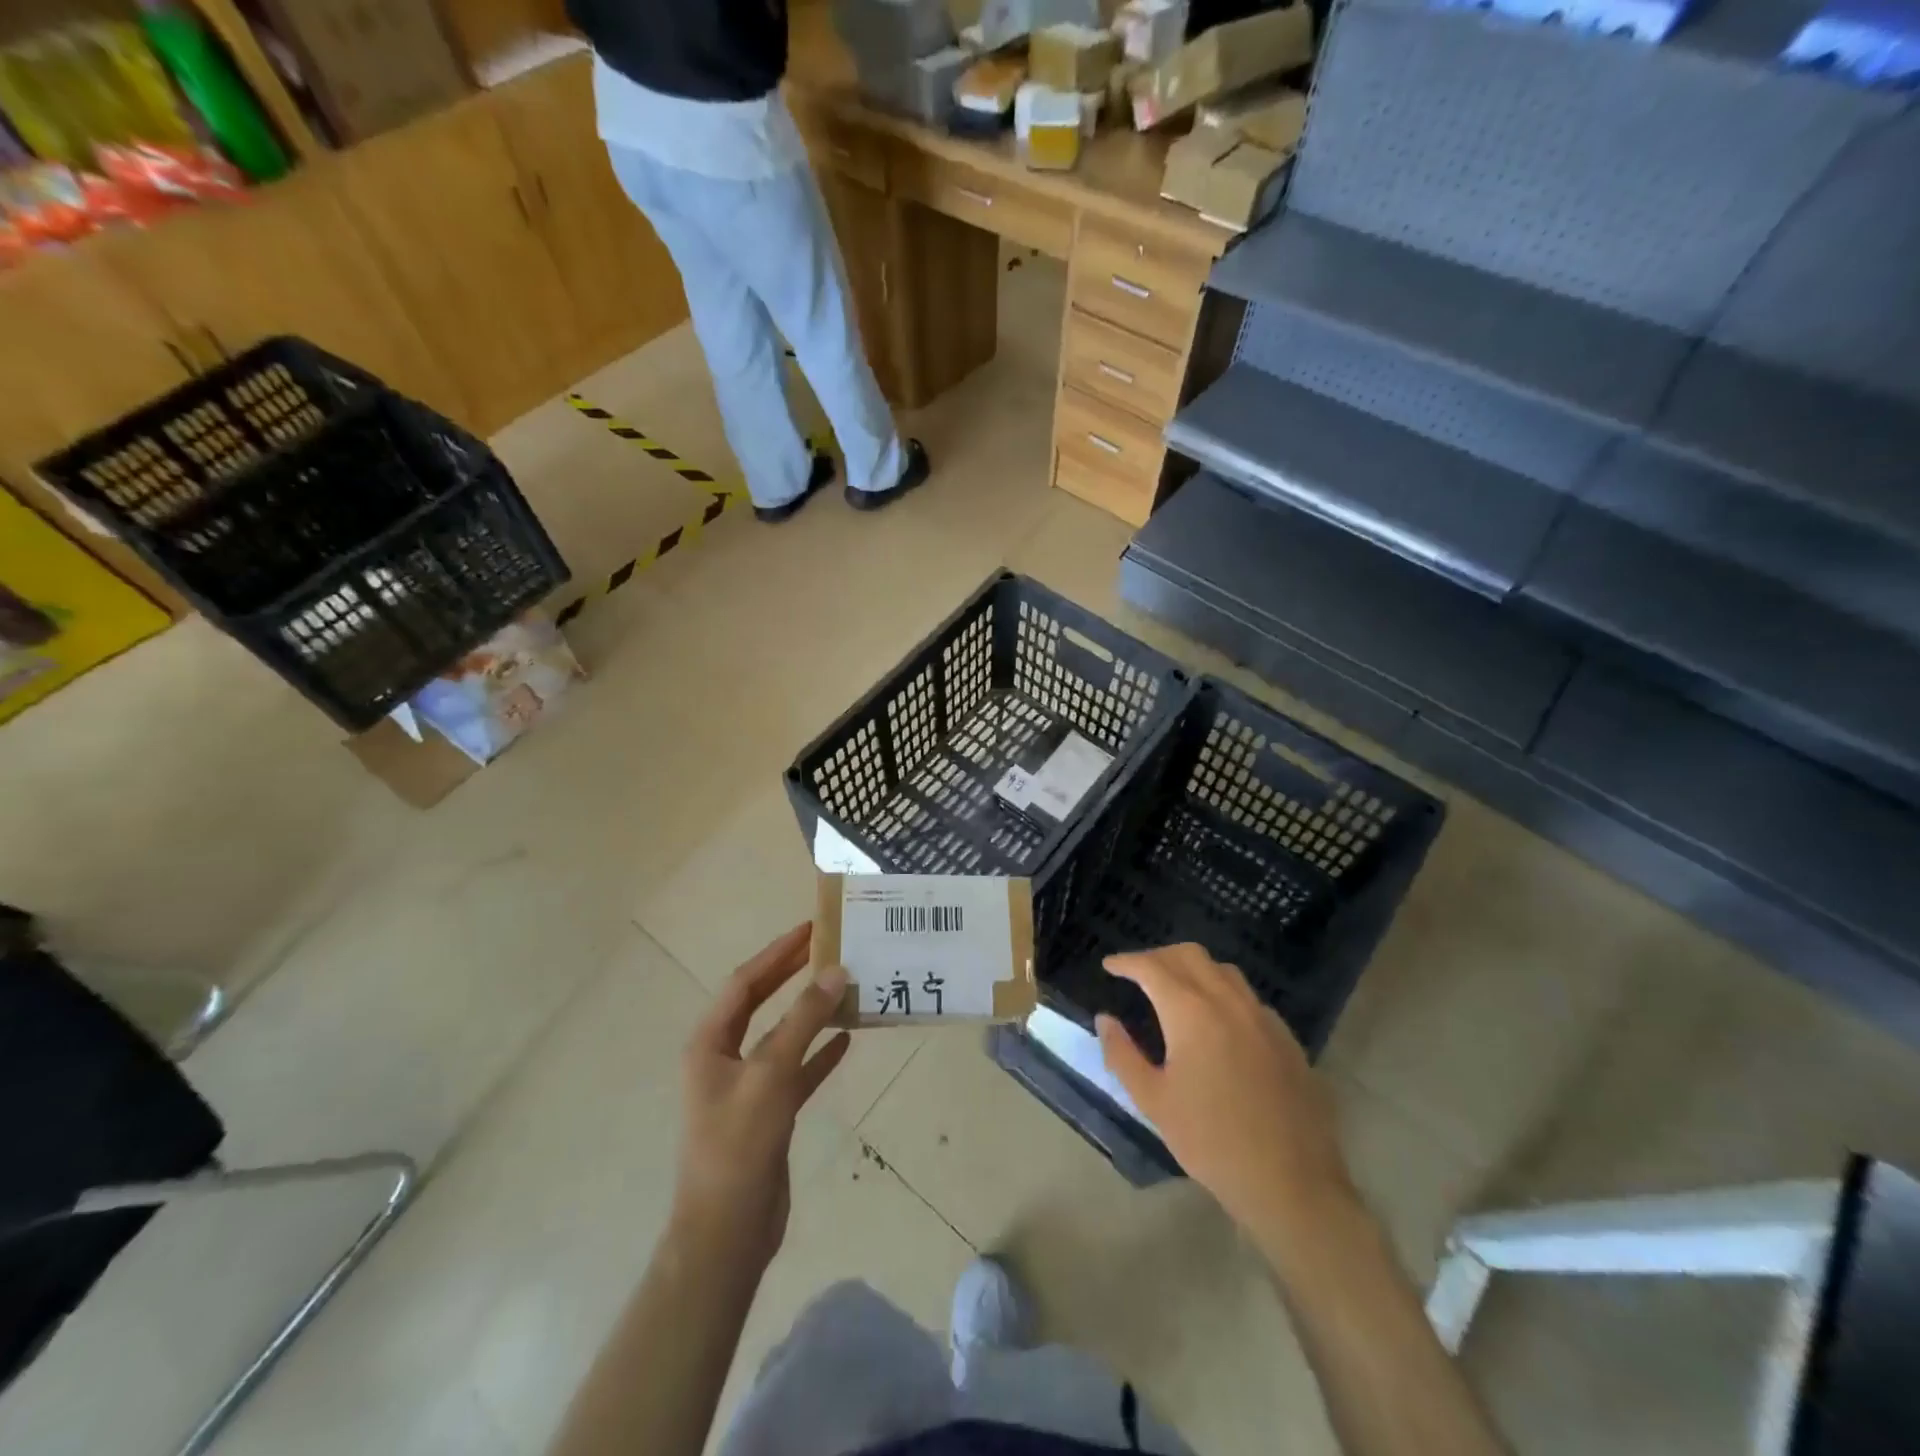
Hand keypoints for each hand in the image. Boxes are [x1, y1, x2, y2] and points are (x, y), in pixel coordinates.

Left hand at [674, 924, 850, 1268]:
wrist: (727, 1233)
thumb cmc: (739, 1146)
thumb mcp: (771, 1075)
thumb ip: (803, 1021)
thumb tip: (835, 971)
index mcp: (710, 1043)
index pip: (745, 982)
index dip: (778, 953)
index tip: (811, 928)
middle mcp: (724, 1057)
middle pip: (761, 1002)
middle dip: (792, 974)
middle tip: (830, 947)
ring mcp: (747, 1086)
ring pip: (783, 1034)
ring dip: (811, 1012)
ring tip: (846, 986)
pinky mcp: (768, 1112)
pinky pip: (797, 1069)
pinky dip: (820, 1053)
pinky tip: (847, 1039)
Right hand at [1098, 943, 1355, 1250]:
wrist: (1290, 1182)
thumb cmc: (1210, 1142)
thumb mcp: (1153, 1101)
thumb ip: (1122, 1054)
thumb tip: (1104, 1019)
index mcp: (1191, 1012)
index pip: (1152, 967)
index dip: (1127, 962)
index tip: (1110, 966)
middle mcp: (1228, 1002)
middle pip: (1190, 956)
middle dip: (1159, 957)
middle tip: (1138, 973)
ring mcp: (1263, 1017)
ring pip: (1223, 970)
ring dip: (1193, 969)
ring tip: (1175, 989)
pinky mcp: (1286, 1038)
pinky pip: (1248, 998)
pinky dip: (1223, 993)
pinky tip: (1218, 1022)